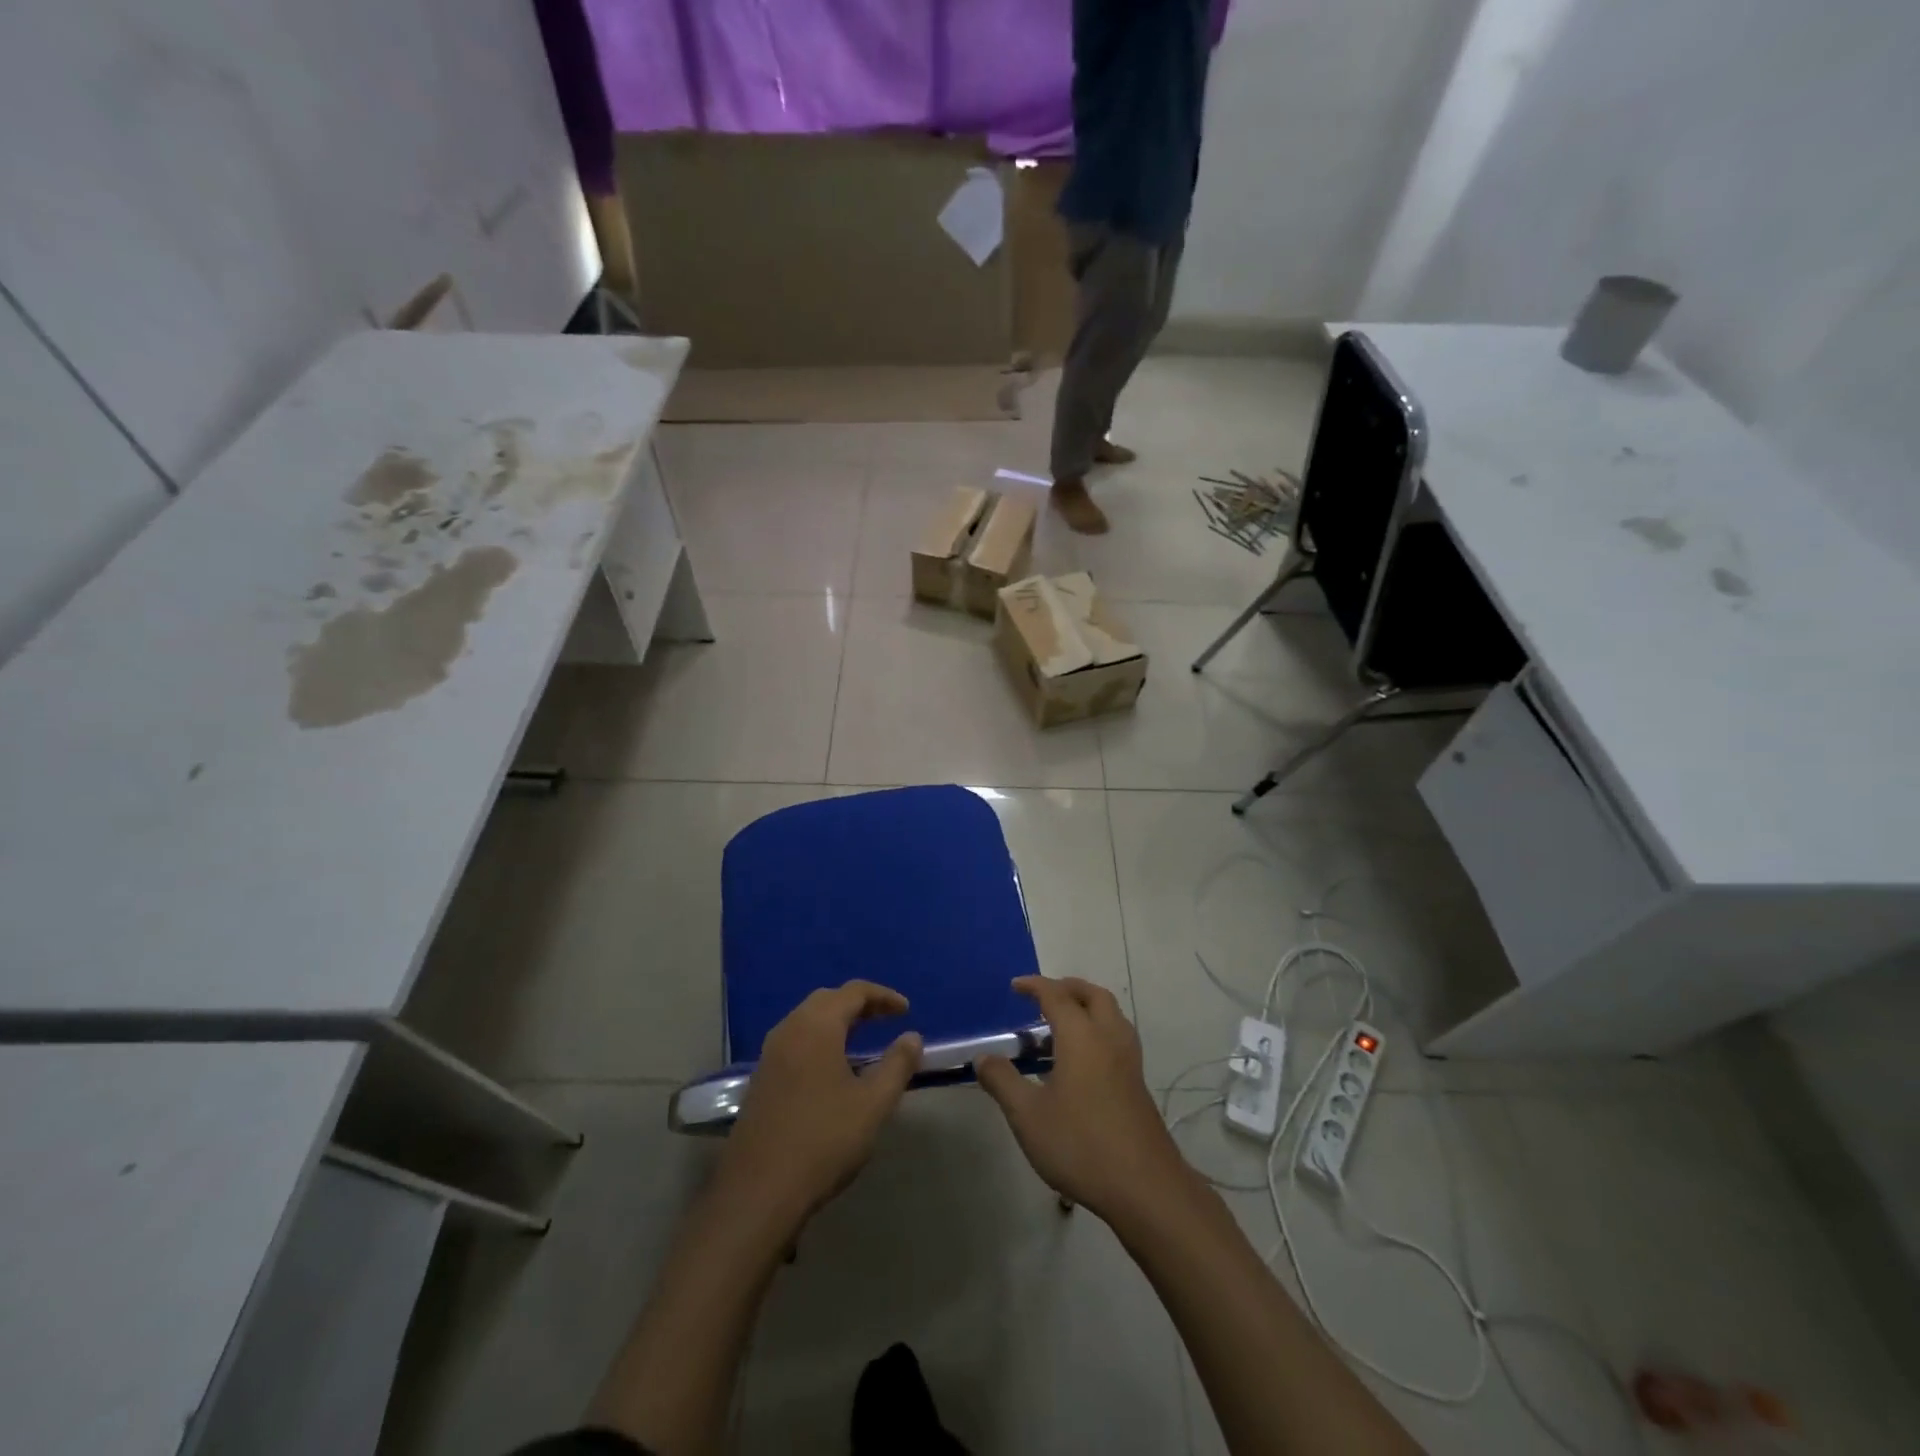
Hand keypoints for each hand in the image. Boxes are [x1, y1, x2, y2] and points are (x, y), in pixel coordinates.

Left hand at [716, 981, 922, 1234]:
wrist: (759, 1192)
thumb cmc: (823, 1140)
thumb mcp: (873, 1104)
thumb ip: (897, 1065)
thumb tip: (912, 1037)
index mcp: (816, 1026)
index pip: (854, 992)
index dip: (883, 996)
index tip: (906, 1011)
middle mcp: (789, 1030)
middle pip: (827, 1000)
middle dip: (859, 1004)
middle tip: (886, 1020)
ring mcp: (770, 1055)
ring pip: (807, 1020)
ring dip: (837, 1021)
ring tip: (863, 1041)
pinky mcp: (761, 1079)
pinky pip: (795, 1041)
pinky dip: (820, 1039)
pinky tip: (832, 1068)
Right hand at [975, 975, 1191, 1225]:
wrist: (1145, 1187)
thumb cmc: (1080, 1144)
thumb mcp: (1028, 1116)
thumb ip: (1003, 1081)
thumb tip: (983, 1057)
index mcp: (1082, 1036)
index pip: (1056, 996)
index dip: (1034, 986)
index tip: (1015, 986)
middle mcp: (1109, 1038)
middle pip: (1093, 995)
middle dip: (1067, 988)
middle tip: (1043, 997)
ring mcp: (1129, 1061)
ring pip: (1111, 1015)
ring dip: (1087, 1007)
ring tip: (1060, 1025)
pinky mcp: (1138, 1084)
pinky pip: (1117, 1038)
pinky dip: (1097, 1031)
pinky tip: (1080, 1061)